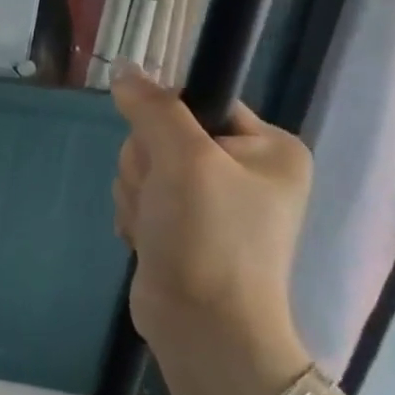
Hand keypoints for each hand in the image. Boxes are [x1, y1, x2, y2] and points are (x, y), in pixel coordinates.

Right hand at [110, 67, 311, 376]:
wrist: (203, 325)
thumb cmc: (208, 237)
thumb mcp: (183, 160)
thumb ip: (153, 108)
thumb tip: (124, 68)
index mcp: (269, 148)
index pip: (197, 102)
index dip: (166, 122)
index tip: (166, 154)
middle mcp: (246, 171)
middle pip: (161, 135)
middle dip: (146, 166)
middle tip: (162, 198)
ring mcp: (213, 202)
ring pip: (143, 166)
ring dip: (136, 193)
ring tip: (156, 226)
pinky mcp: (182, 227)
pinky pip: (140, 196)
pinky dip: (136, 215)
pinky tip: (149, 239)